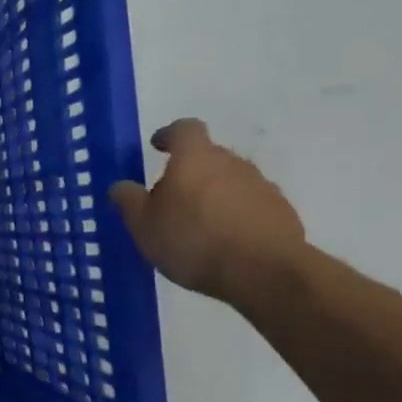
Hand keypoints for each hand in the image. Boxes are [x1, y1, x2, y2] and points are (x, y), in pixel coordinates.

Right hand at [110, 119, 305, 304]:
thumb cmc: (193, 241)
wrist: (265, 273)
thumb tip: (120, 186)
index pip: (184, 129)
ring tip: (199, 225)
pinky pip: (251, 204)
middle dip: (190, 171)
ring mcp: (261, 186)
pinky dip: (237, 215)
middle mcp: (232, 162)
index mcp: (195, 158)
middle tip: (171, 199)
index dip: (169, 135)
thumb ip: (129, 201)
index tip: (158, 146)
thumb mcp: (144, 226)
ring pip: (231, 181)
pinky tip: (226, 241)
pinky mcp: (281, 212)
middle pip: (208, 156)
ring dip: (214, 194)